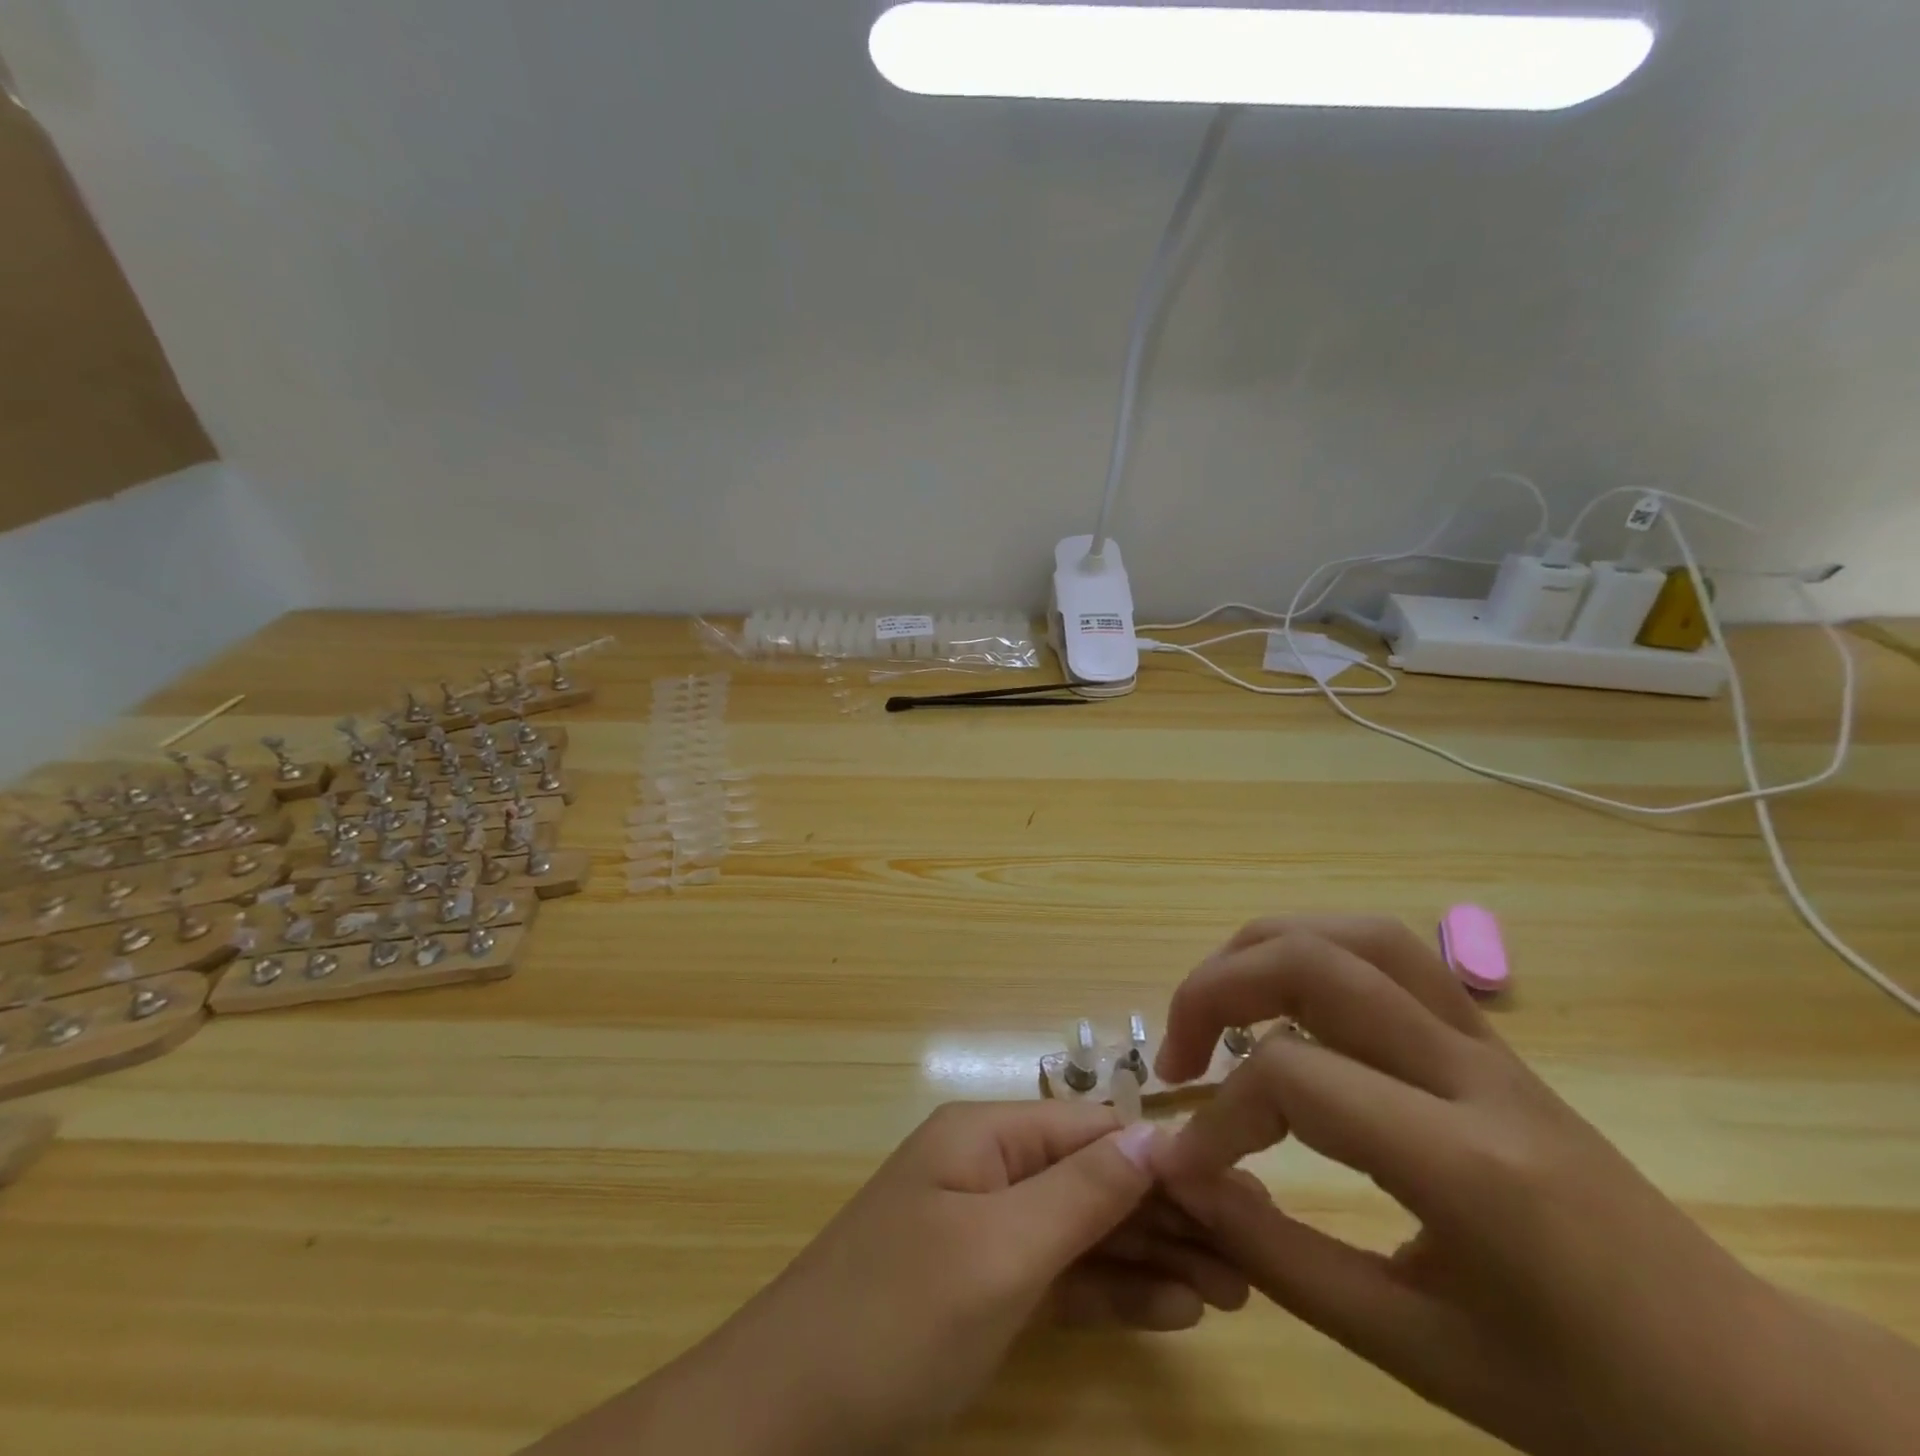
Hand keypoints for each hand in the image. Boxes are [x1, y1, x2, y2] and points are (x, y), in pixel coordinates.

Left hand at [523, 1101, 1246, 1455]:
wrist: (784, 1418)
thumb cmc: (895, 1318)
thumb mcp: (999, 1252)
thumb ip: (1081, 1192)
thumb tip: (1157, 1136)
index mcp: (986, 1135)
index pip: (1094, 1129)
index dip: (1167, 1158)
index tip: (1244, 1193)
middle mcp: (990, 1166)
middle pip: (1095, 1177)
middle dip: (1171, 1211)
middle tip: (1257, 1255)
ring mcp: (986, 1227)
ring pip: (1085, 1228)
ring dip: (1153, 1254)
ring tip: (1235, 1290)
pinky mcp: (984, 1284)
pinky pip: (1061, 1275)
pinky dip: (1113, 1289)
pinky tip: (1172, 1309)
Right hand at [1151, 915, 1919, 1455]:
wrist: (1752, 1387)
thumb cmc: (1590, 1395)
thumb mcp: (1420, 1354)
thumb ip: (1282, 1260)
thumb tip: (1184, 1180)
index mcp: (1465, 1163)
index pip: (1294, 1079)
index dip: (1218, 1117)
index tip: (1185, 1164)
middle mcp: (1470, 1072)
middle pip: (1311, 963)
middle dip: (1213, 990)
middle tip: (1176, 1054)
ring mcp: (1486, 1041)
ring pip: (1353, 934)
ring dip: (1261, 951)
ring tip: (1217, 1006)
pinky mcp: (1489, 1037)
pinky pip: (1388, 952)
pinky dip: (1314, 951)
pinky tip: (1287, 1000)